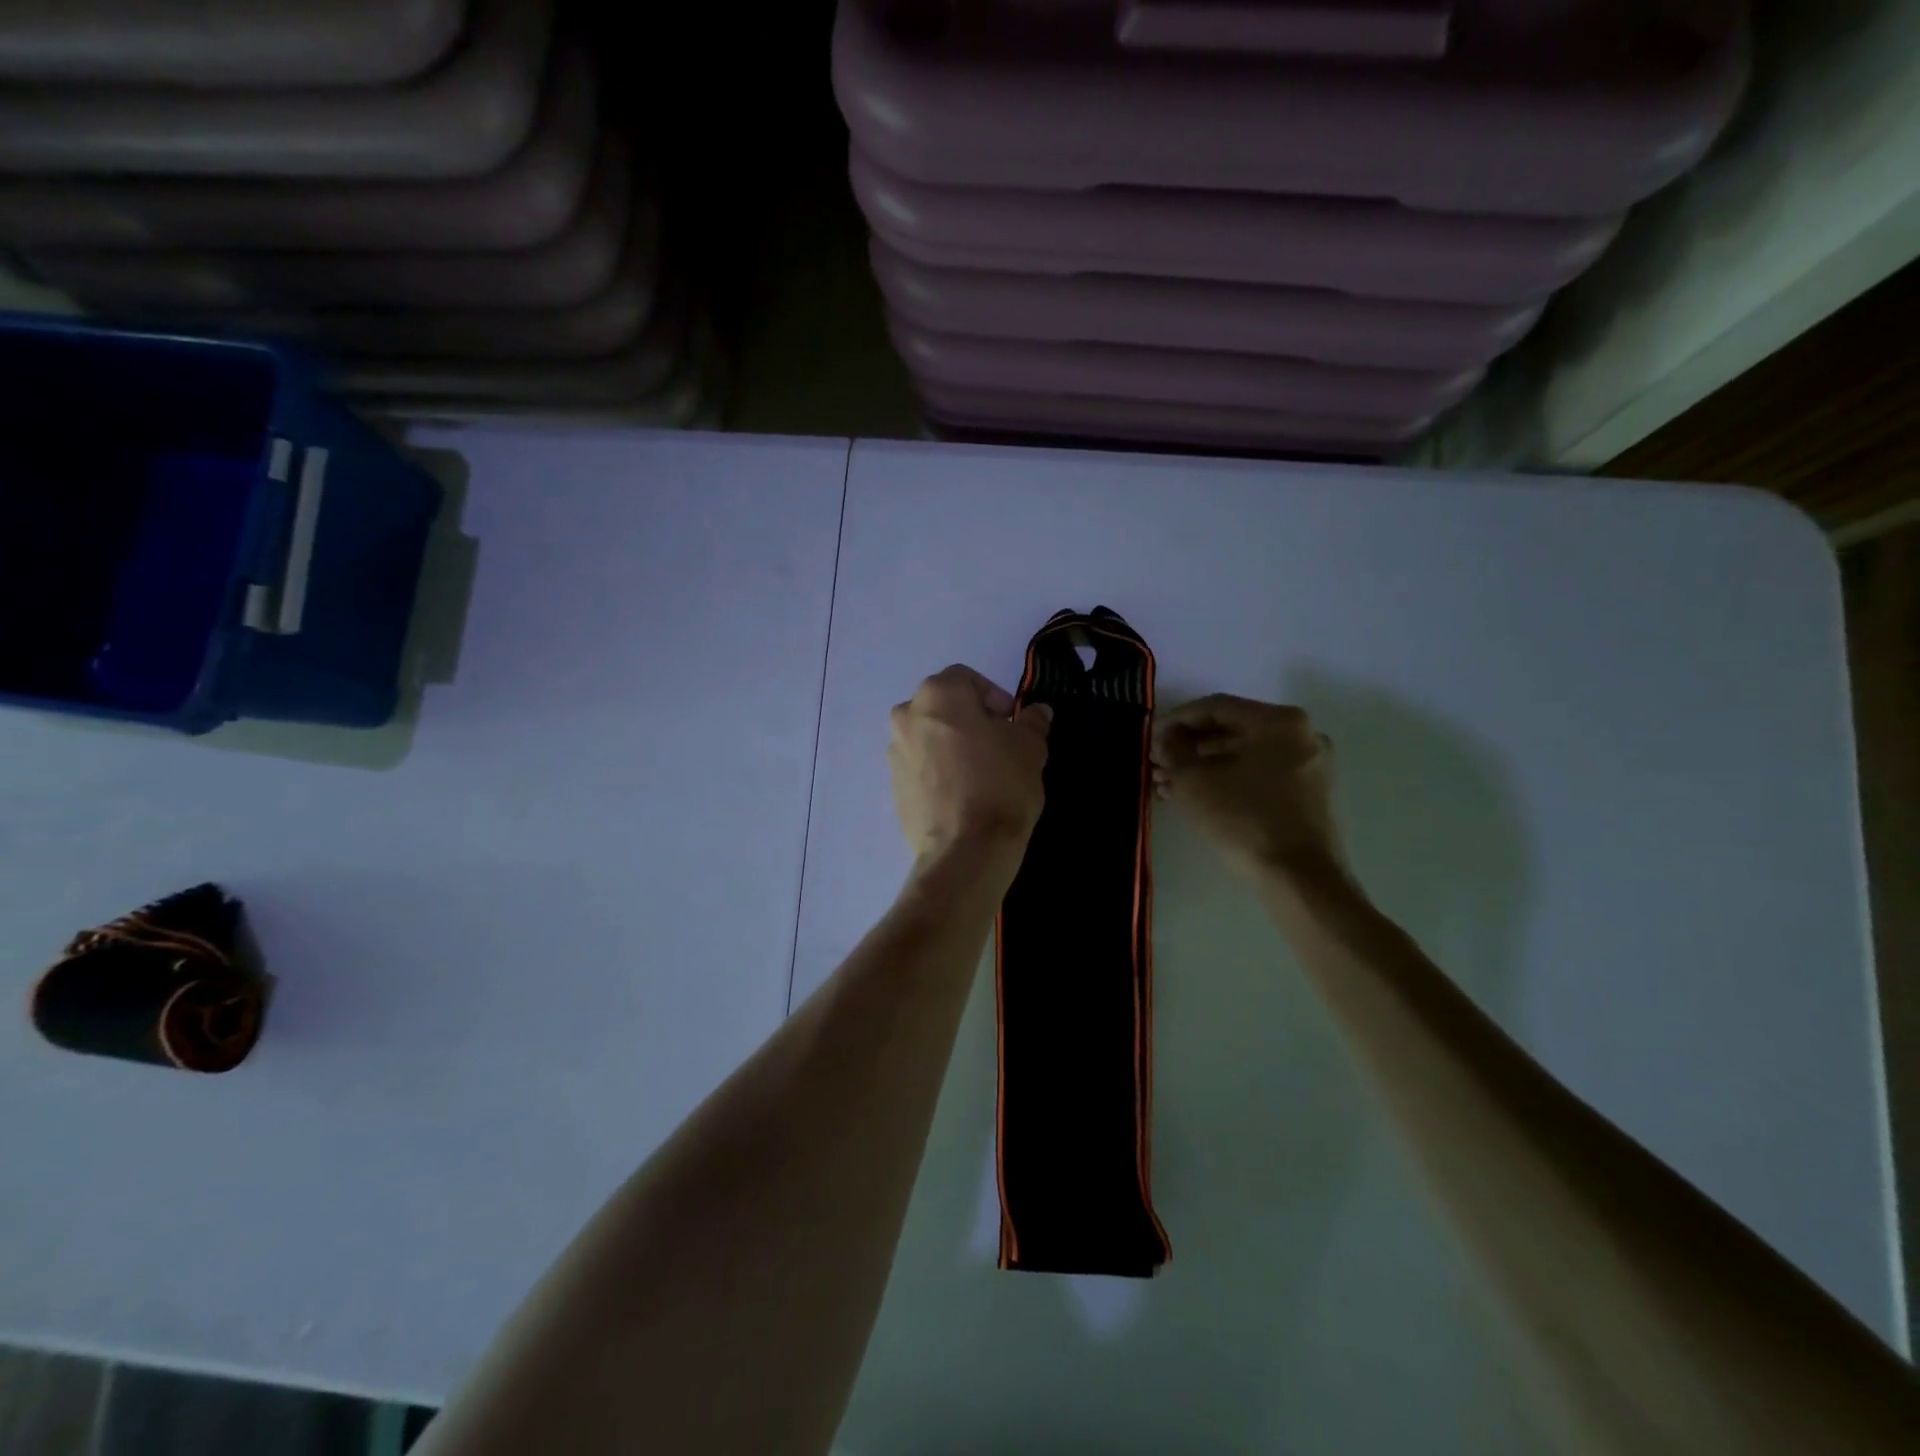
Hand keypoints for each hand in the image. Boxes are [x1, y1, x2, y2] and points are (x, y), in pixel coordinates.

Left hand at [890, 666, 1051, 866]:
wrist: (965, 850)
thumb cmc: (1000, 784)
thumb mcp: (1030, 748)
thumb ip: (1032, 723)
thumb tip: (1037, 713)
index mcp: (937, 695)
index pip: (967, 679)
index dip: (994, 697)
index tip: (1013, 723)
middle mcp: (907, 716)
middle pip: (944, 707)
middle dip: (970, 720)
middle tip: (999, 746)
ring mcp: (895, 754)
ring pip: (929, 738)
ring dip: (952, 746)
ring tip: (981, 774)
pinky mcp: (893, 788)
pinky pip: (921, 768)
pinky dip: (939, 772)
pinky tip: (963, 796)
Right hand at [1152, 695, 1349, 886]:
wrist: (1301, 882)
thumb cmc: (1246, 822)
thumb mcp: (1195, 783)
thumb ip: (1174, 752)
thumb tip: (1166, 740)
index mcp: (1281, 722)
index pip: (1216, 707)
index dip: (1176, 720)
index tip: (1149, 737)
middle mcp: (1303, 735)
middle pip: (1232, 731)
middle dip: (1189, 747)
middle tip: (1156, 763)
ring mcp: (1311, 767)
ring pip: (1245, 756)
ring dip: (1204, 767)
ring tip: (1166, 785)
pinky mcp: (1311, 797)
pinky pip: (1261, 777)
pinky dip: (1228, 781)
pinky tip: (1196, 798)